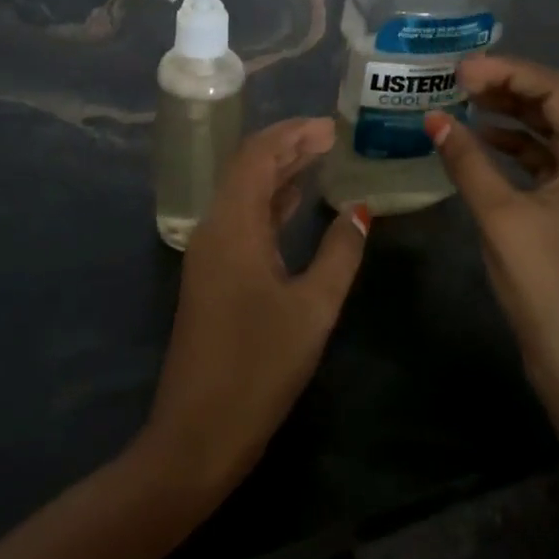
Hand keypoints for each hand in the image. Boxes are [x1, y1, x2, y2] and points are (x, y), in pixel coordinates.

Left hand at [142, 118, 369, 499]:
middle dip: (288, 147)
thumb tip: (359, 211)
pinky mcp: (212, 275)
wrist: (198, 433)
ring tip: (321, 158)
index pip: (258, 156)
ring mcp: (209, 253)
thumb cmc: (259, 368)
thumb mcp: (312, 309)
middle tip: (331, 136)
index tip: (331, 126)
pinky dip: (270, 204)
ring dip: (279, 174)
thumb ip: (339, 254)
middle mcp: (214, 228)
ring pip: (244, 194)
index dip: (293, 134)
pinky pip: (242, 221)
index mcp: (232, 225)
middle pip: (248, 169)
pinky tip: (296, 204)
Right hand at [424, 55, 558, 424]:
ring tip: (466, 102)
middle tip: (461, 80)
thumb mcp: (501, 218)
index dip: (510, 72)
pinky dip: (514, 146)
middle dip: (511, 85)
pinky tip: (481, 143)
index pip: (557, 91)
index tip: (462, 70)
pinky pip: (544, 161)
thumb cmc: (547, 287)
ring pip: (551, 132)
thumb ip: (467, 162)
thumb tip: (434, 119)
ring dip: (512, 113)